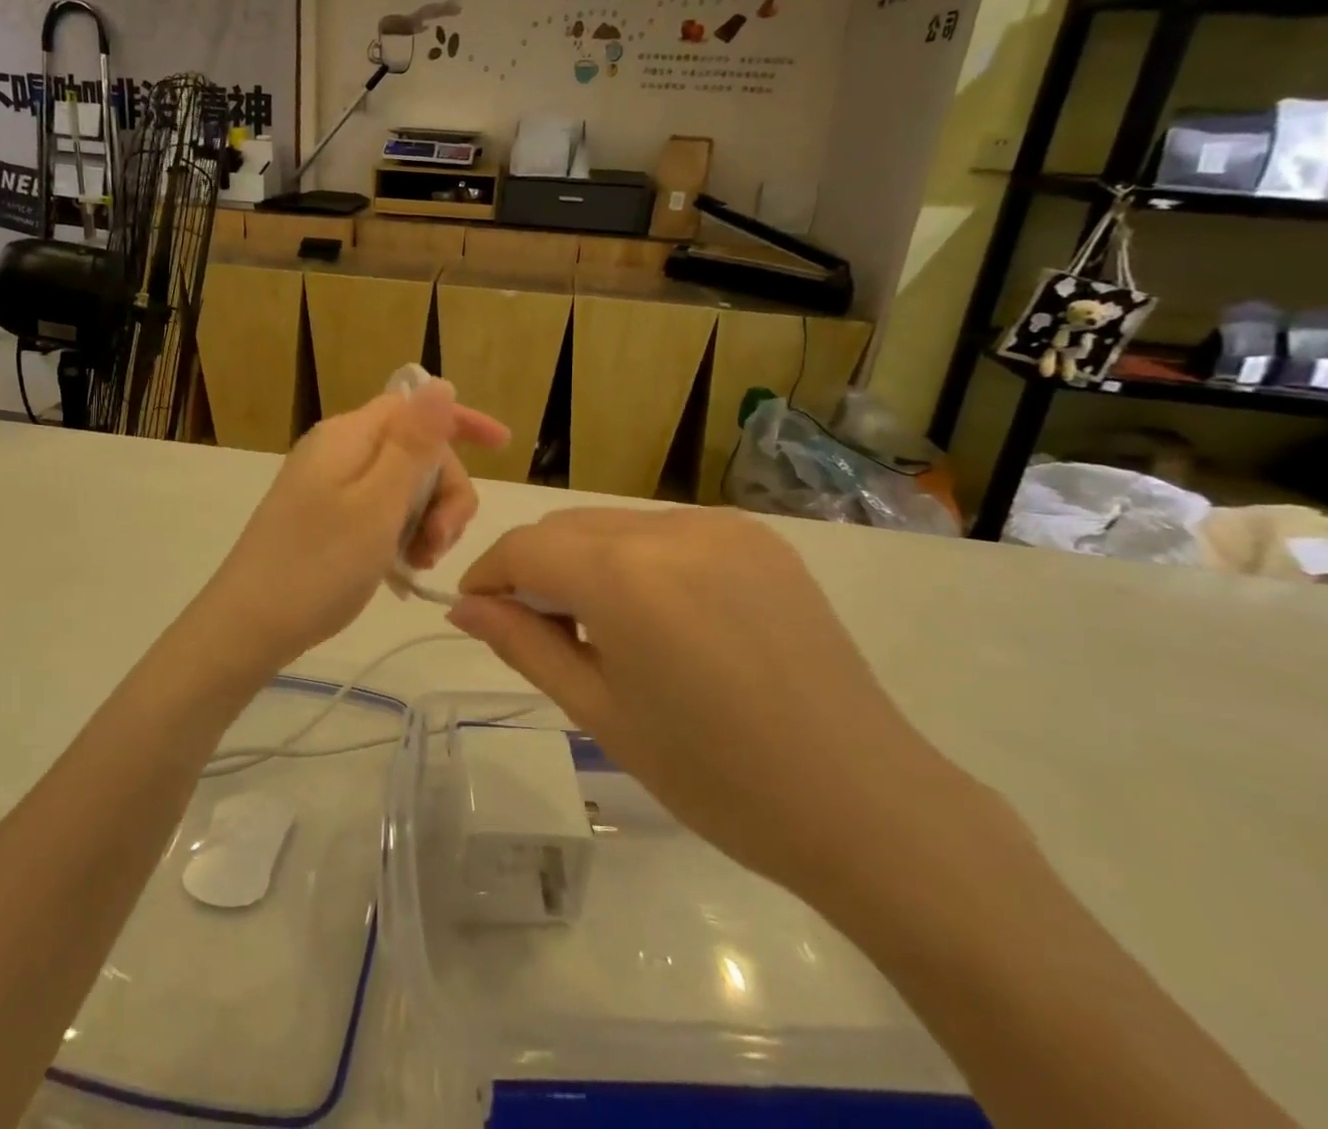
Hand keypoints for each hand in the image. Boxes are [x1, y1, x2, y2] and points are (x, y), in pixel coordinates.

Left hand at [191, 381, 507, 679]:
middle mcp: (339, 451)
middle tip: (441, 542)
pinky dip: (401, 534)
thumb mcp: (378, 503)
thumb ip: (413, 443)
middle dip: (444, 492)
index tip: (502, 447)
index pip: (415, 406)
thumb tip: (440, 384)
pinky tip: (403, 567)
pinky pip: (381, 512)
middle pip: (415, 451)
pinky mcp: (326, 518)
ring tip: (420, 561)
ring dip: (427, 519)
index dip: (460, 423)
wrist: (249, 627)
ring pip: (403, 486)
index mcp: (350, 436)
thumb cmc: (319, 564)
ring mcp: (330, 486)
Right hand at [449, 508, 996, 902]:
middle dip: (536, 568)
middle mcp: (669, 528)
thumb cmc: (713, 775)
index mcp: (624, 575)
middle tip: (535, 629)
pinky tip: (660, 616)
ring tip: (601, 628)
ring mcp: (720, 525)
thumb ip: (522, 644)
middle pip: (568, 527)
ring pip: (616, 524)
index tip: (476, 610)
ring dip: (587, 561)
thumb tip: (464, 607)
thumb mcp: (599, 711)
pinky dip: (639, 559)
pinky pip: (668, 532)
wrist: (862, 803)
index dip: (489, 574)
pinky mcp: (757, 537)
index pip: (526, 547)